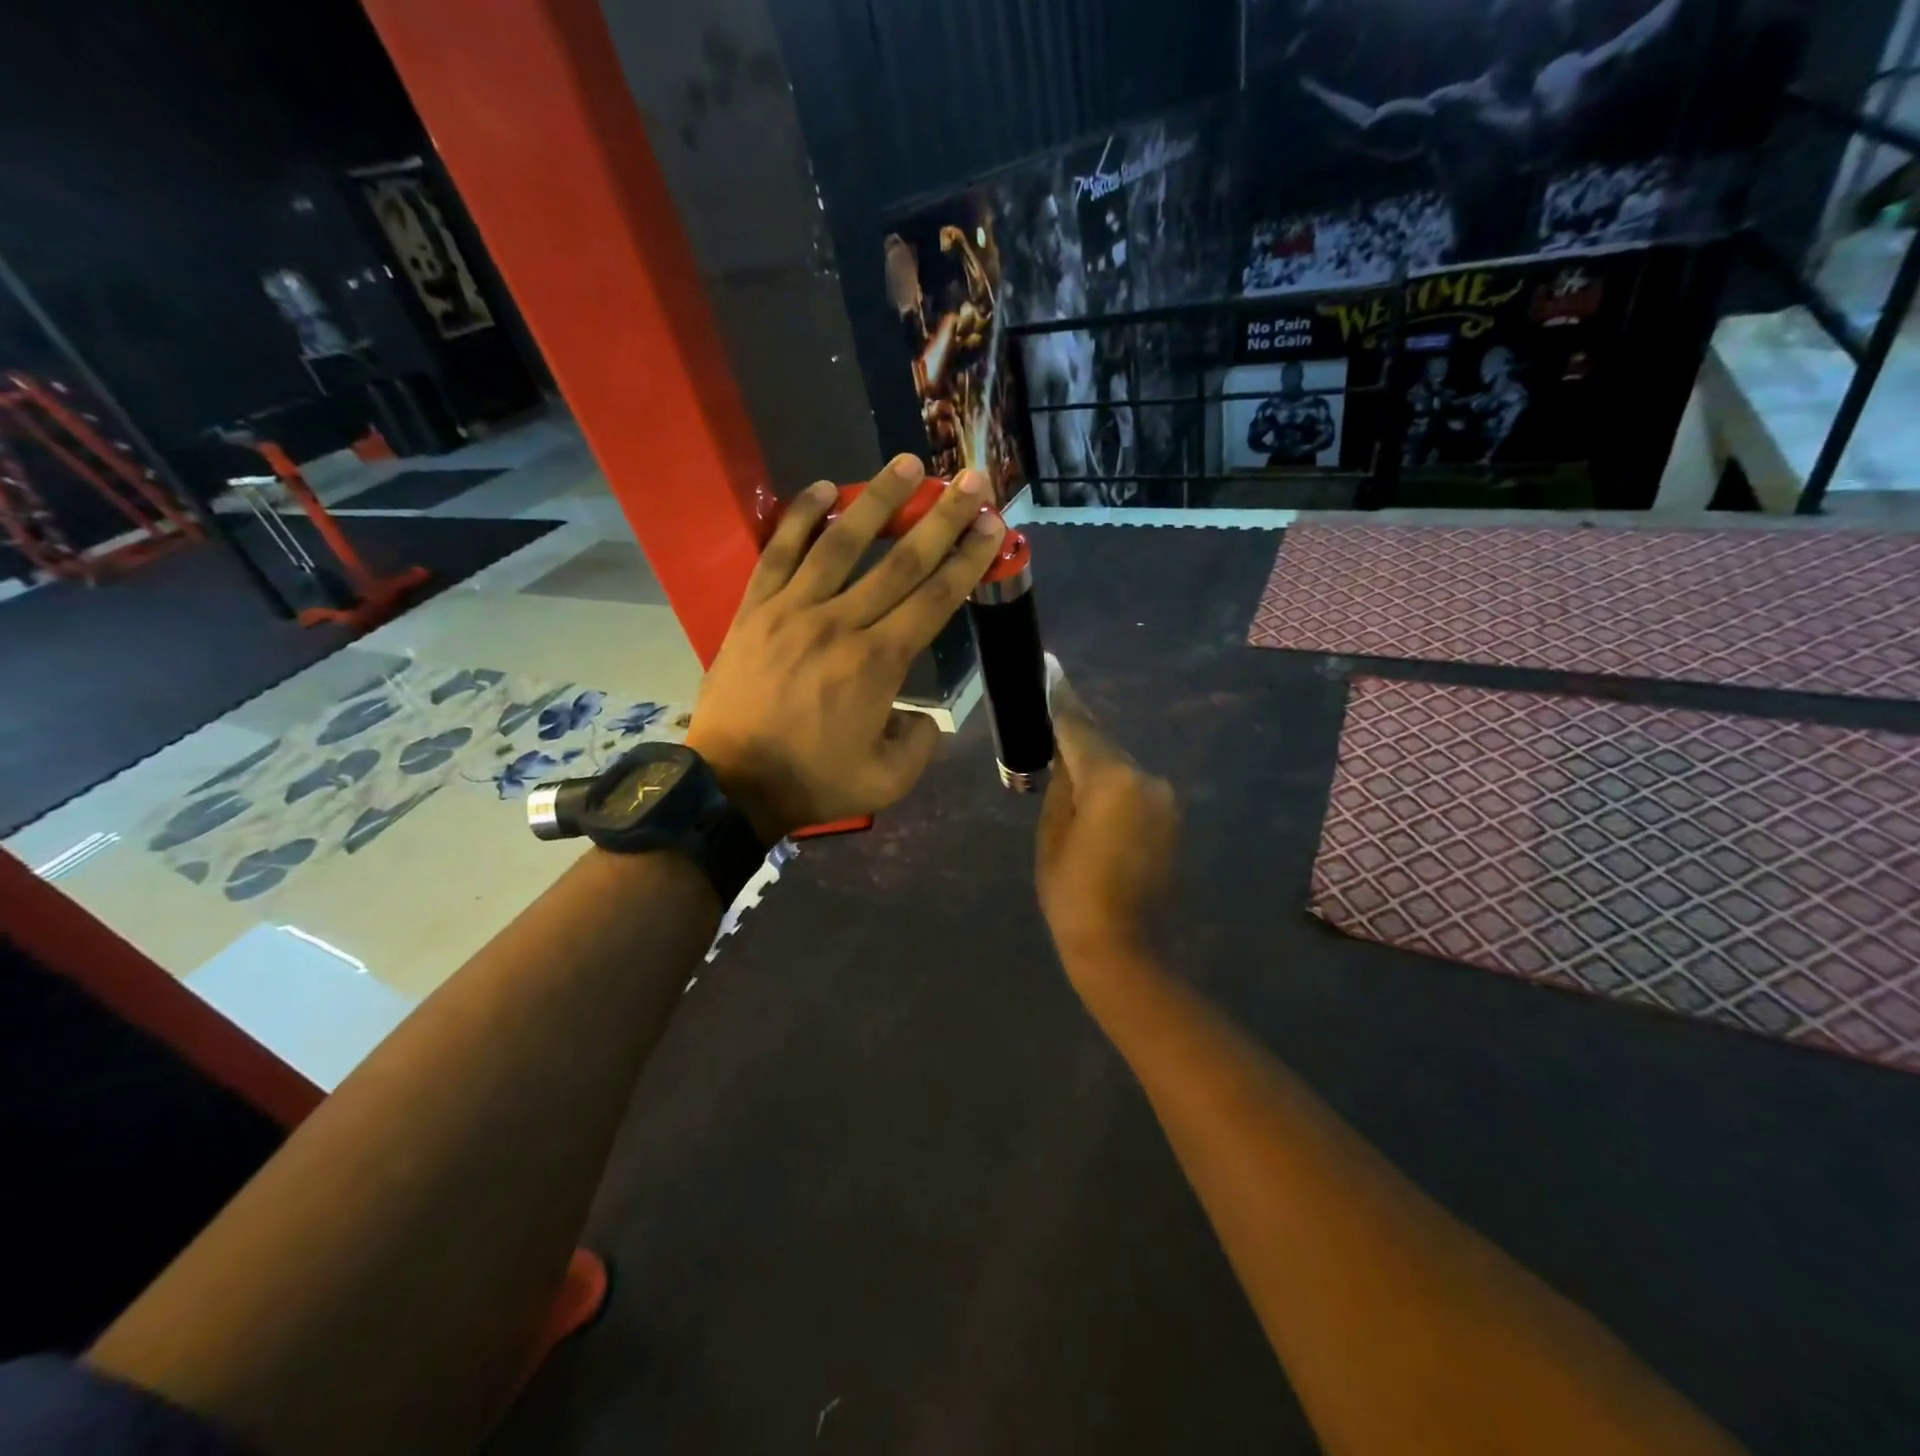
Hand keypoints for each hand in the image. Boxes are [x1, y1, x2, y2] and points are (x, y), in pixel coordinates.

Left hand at [687, 454, 1005, 841]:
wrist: (730, 785)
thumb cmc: (812, 783)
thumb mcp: (886, 781)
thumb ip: (920, 744)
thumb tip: (921, 715)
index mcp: (878, 664)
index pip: (934, 598)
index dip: (968, 559)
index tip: (991, 526)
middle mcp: (841, 624)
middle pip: (900, 561)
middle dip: (942, 517)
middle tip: (970, 480)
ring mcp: (792, 610)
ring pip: (842, 543)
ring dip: (878, 500)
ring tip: (907, 465)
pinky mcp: (754, 609)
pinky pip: (779, 552)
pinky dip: (801, 518)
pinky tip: (824, 490)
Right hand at [1036, 669, 1178, 964]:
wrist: (1126, 949)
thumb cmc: (1073, 894)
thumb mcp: (1052, 834)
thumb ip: (1061, 784)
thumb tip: (1066, 758)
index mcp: (1112, 779)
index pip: (1079, 727)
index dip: (1060, 699)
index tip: (1050, 670)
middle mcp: (1146, 778)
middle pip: (1103, 744)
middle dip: (1076, 733)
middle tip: (1048, 715)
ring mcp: (1165, 799)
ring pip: (1120, 767)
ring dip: (1094, 763)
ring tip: (1064, 761)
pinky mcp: (1171, 819)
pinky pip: (1134, 789)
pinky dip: (1112, 785)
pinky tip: (1091, 796)